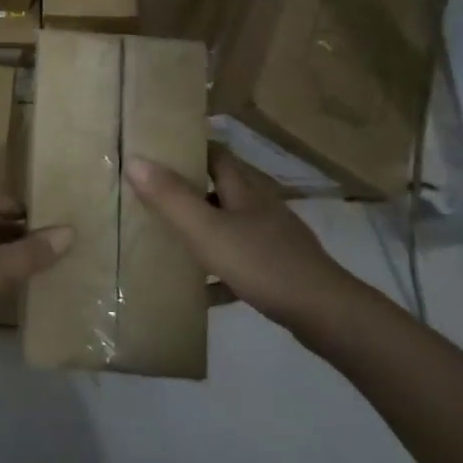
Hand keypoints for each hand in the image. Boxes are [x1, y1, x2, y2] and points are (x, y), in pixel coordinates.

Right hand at [125, 152, 360, 337]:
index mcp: (244, 189)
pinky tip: (200, 292)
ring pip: (231, 225)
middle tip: (152, 196)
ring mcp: (273, 239)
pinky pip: (242, 264)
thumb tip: (135, 159)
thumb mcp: (208, 231)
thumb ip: (171, 198)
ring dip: (203, 229)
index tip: (159, 151)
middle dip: (190, 190)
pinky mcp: (280, 271)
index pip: (216, 153)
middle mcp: (260, 207)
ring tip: (168, 240)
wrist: (327, 314)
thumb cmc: (263, 263)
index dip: (189, 148)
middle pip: (221, 188)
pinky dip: (219, 273)